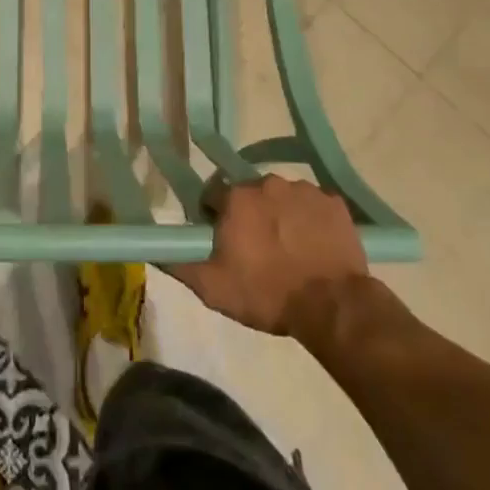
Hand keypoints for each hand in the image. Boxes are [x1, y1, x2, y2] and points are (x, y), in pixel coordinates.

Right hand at [170, 176, 374, 337]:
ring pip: (282, 197)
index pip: (214, 195)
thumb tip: (155, 250)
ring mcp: (304, 189)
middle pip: (250, 194)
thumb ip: (180, 264)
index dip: (215, 217)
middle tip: (257, 249)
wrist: (333, 306)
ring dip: (280, 215)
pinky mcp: (334, 203)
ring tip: (289, 250)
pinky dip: (310, 220)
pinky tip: (314, 246)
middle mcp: (267, 182)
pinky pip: (313, 205)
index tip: (223, 241)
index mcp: (236, 197)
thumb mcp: (213, 288)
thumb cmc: (268, 294)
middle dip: (249, 215)